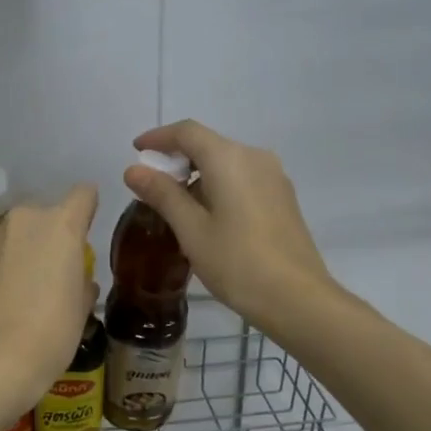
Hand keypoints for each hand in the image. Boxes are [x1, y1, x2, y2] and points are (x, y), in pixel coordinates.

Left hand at [0, 184, 99, 410]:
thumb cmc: (51, 333)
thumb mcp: (81, 309)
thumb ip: (82, 282)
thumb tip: (77, 280)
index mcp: (61, 225)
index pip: (83, 195)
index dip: (87, 210)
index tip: (86, 234)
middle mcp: (24, 220)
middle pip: (45, 215)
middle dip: (50, 237)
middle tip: (55, 272)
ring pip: (15, 234)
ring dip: (22, 251)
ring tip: (24, 290)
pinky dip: (0, 267)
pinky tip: (1, 299)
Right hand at [123, 121, 334, 331]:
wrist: (297, 298)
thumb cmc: (236, 262)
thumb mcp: (191, 230)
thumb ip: (162, 194)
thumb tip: (134, 170)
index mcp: (229, 159)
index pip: (187, 132)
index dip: (158, 137)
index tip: (136, 151)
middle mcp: (255, 157)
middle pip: (208, 145)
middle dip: (177, 159)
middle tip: (151, 186)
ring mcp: (274, 177)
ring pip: (226, 163)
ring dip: (198, 175)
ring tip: (175, 206)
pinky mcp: (282, 198)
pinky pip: (243, 179)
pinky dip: (218, 186)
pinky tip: (207, 217)